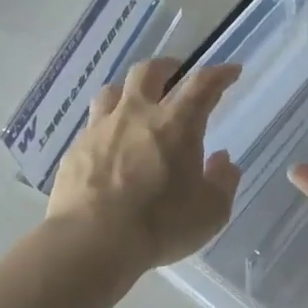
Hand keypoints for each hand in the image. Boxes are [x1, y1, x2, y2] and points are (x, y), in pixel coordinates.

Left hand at [47, 59, 242, 269]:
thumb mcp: (210, 212)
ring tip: (135, 102)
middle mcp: (136, 115)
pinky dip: (106, 126)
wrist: (92, 241)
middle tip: (175, 72)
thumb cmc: (160, 224)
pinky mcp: (76, 149)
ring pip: (112, 90)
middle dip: (167, 66)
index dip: (219, 73)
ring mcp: (101, 129)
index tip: (231, 70)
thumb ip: (223, 182)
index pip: (202, 84)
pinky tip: (109, 144)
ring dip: (128, 90)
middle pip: (149, 72)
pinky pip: (92, 125)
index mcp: (176, 125)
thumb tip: (223, 160)